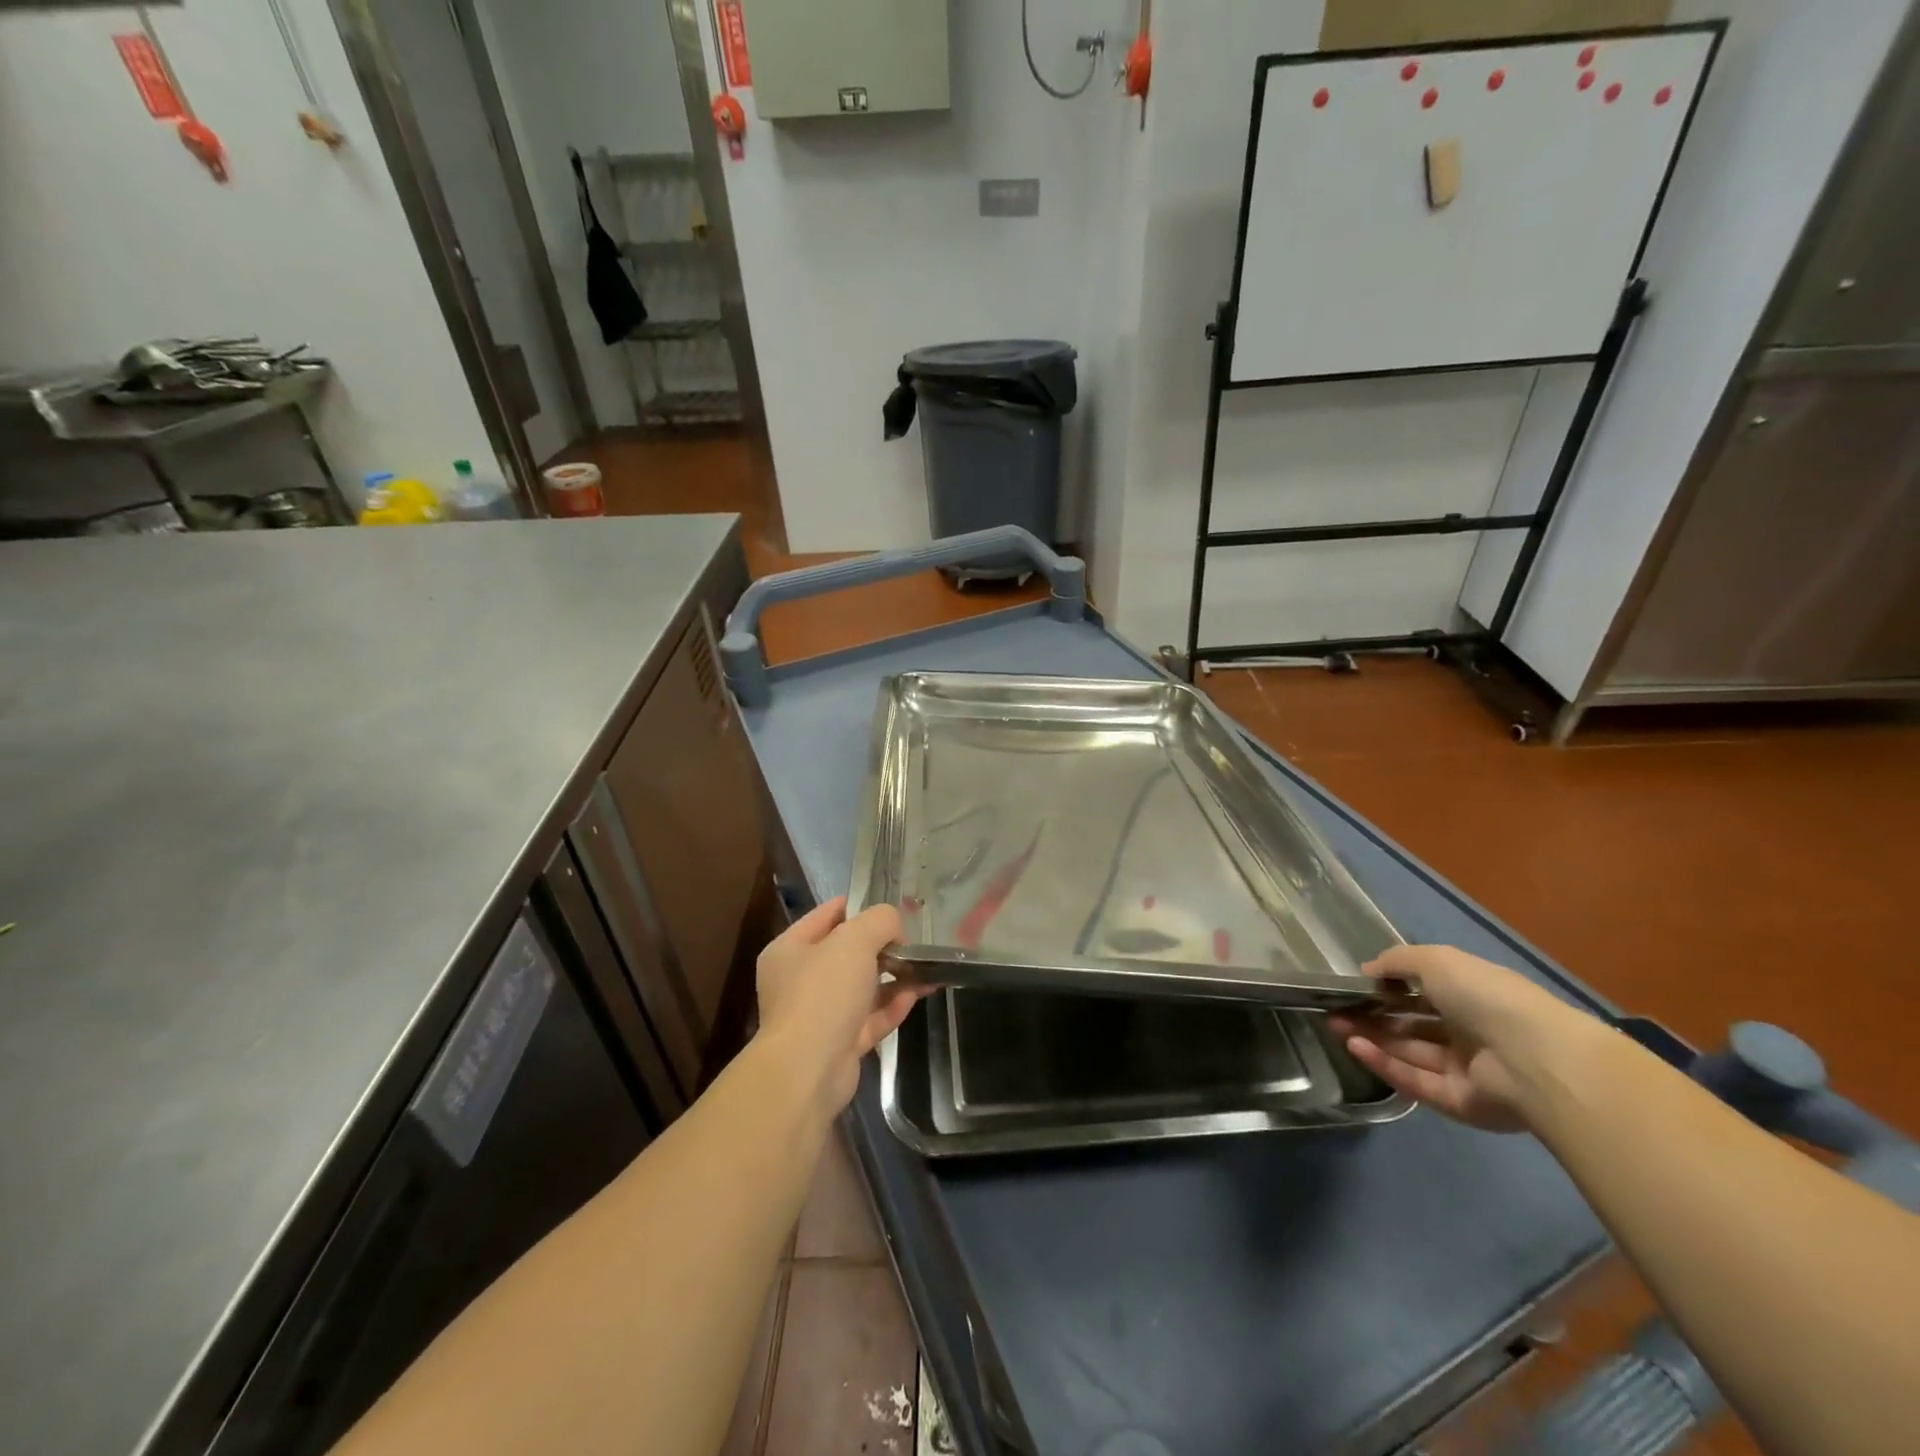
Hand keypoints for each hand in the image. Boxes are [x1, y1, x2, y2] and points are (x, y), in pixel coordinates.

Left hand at [756, 897, 924, 1114]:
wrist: (807, 1071)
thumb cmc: (823, 993)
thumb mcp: (854, 940)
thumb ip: (880, 921)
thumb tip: (894, 932)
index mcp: (790, 950)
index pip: (826, 915)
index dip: (858, 906)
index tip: (891, 908)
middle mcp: (799, 981)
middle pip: (846, 953)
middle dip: (880, 946)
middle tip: (911, 941)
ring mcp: (819, 1016)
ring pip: (861, 988)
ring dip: (892, 977)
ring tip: (924, 967)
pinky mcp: (839, 1045)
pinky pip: (870, 1019)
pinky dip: (892, 1006)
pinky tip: (917, 994)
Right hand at [1330, 944, 1591, 1133]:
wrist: (1534, 1058)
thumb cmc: (1486, 996)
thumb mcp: (1436, 961)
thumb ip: (1396, 961)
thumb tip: (1367, 970)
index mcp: (1472, 995)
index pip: (1423, 991)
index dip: (1388, 987)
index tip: (1355, 985)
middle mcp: (1470, 1031)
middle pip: (1412, 1024)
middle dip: (1372, 1015)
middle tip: (1335, 1008)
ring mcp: (1466, 1069)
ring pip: (1409, 1052)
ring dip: (1372, 1037)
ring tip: (1335, 1024)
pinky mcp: (1459, 1102)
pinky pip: (1416, 1081)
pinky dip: (1384, 1064)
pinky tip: (1354, 1045)